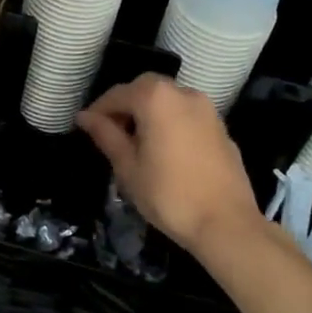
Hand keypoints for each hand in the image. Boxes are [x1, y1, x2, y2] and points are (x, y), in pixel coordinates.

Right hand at [76, 74, 261, 252]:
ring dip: (148, 112)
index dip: (98, 110)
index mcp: (156, 99)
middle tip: (111, 132)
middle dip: (125, 105)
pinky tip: (164, 149)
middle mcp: (183, 93)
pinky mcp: (221, 127)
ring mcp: (207, 109)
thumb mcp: (128, 166)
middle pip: (145, 89)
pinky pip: (186, 115)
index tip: (85, 127)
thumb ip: (106, 135)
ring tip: (137, 142)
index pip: (118, 94)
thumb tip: (85, 117)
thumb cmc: (168, 194)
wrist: (226, 223)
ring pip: (168, 99)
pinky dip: (170, 121)